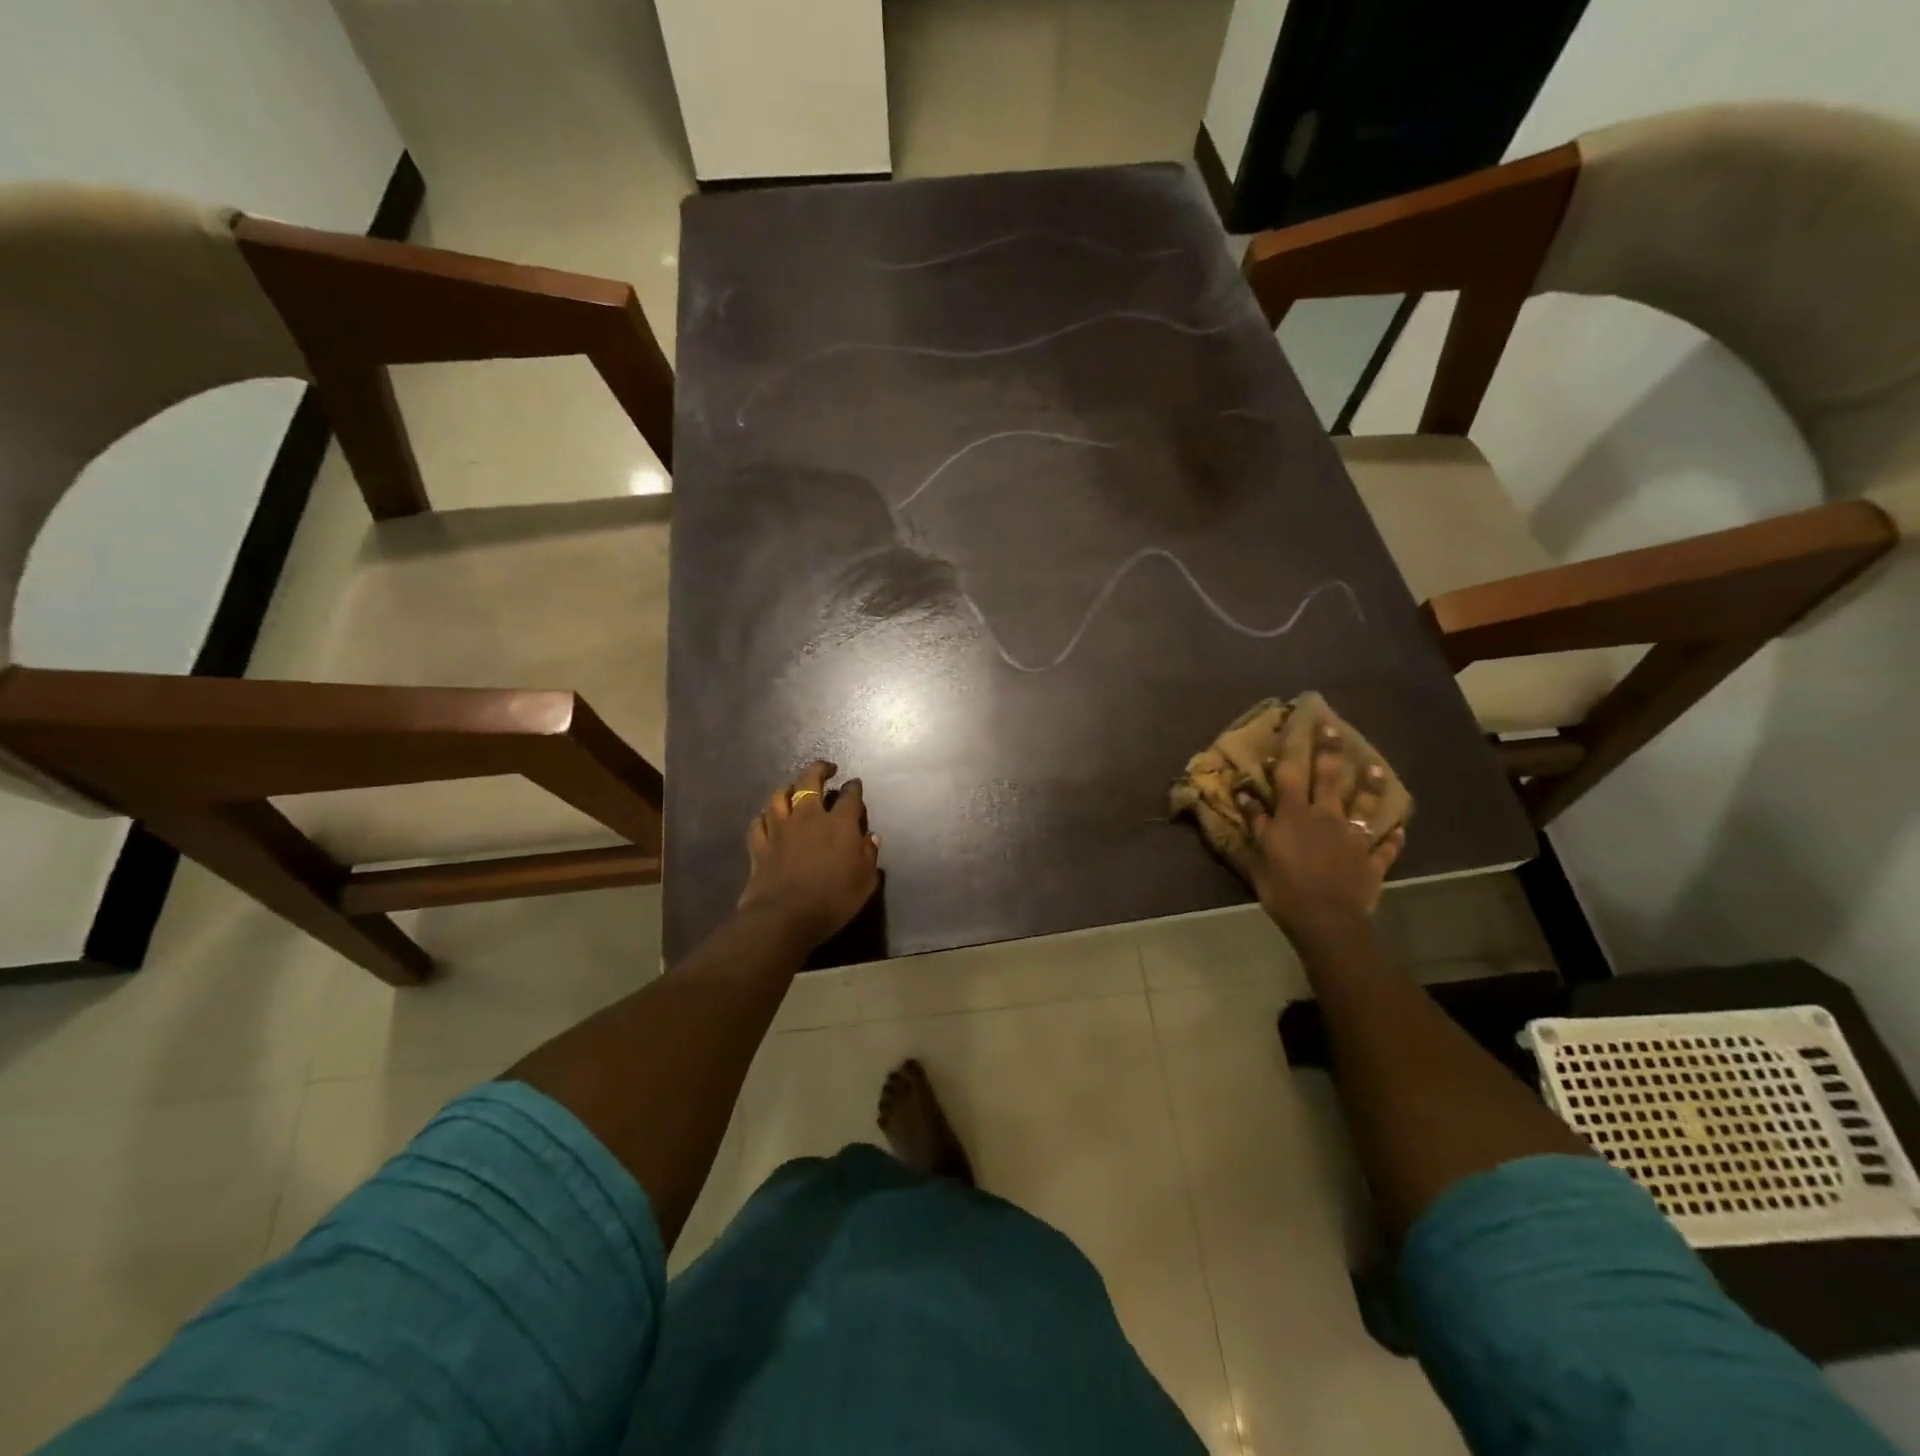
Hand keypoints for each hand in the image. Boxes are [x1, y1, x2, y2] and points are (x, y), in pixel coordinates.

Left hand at [737, 760, 880, 948]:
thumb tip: (870, 837)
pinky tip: (767, 818)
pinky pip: (758, 822)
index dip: (854, 787)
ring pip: (779, 797)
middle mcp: (808, 817)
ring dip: (787, 788)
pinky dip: (764, 816)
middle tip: (826, 769)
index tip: (855, 784)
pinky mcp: (759, 845)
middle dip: (819, 770)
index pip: (849, 796)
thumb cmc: (833, 900)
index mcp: (839, 824)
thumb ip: (869, 856)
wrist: (785, 917)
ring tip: (792, 788)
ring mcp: (780, 829)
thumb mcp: (865, 882)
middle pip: (809, 782)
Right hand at [1236, 724, 1405, 944]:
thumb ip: (1255, 823)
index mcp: (1295, 814)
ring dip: (1371, 786)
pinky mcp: (1372, 860)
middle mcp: (1326, 817)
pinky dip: (1393, 837)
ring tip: (1377, 768)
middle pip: (1330, 778)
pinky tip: (1399, 829)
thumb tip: (1244, 795)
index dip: (1289, 752)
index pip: (1290, 775)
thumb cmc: (1283, 887)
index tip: (1291, 729)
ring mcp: (1354, 837)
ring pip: (1365, 805)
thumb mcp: (1258, 855)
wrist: (1325, 919)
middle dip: (1330, 750)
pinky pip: (1385, 846)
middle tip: (1332, 727)